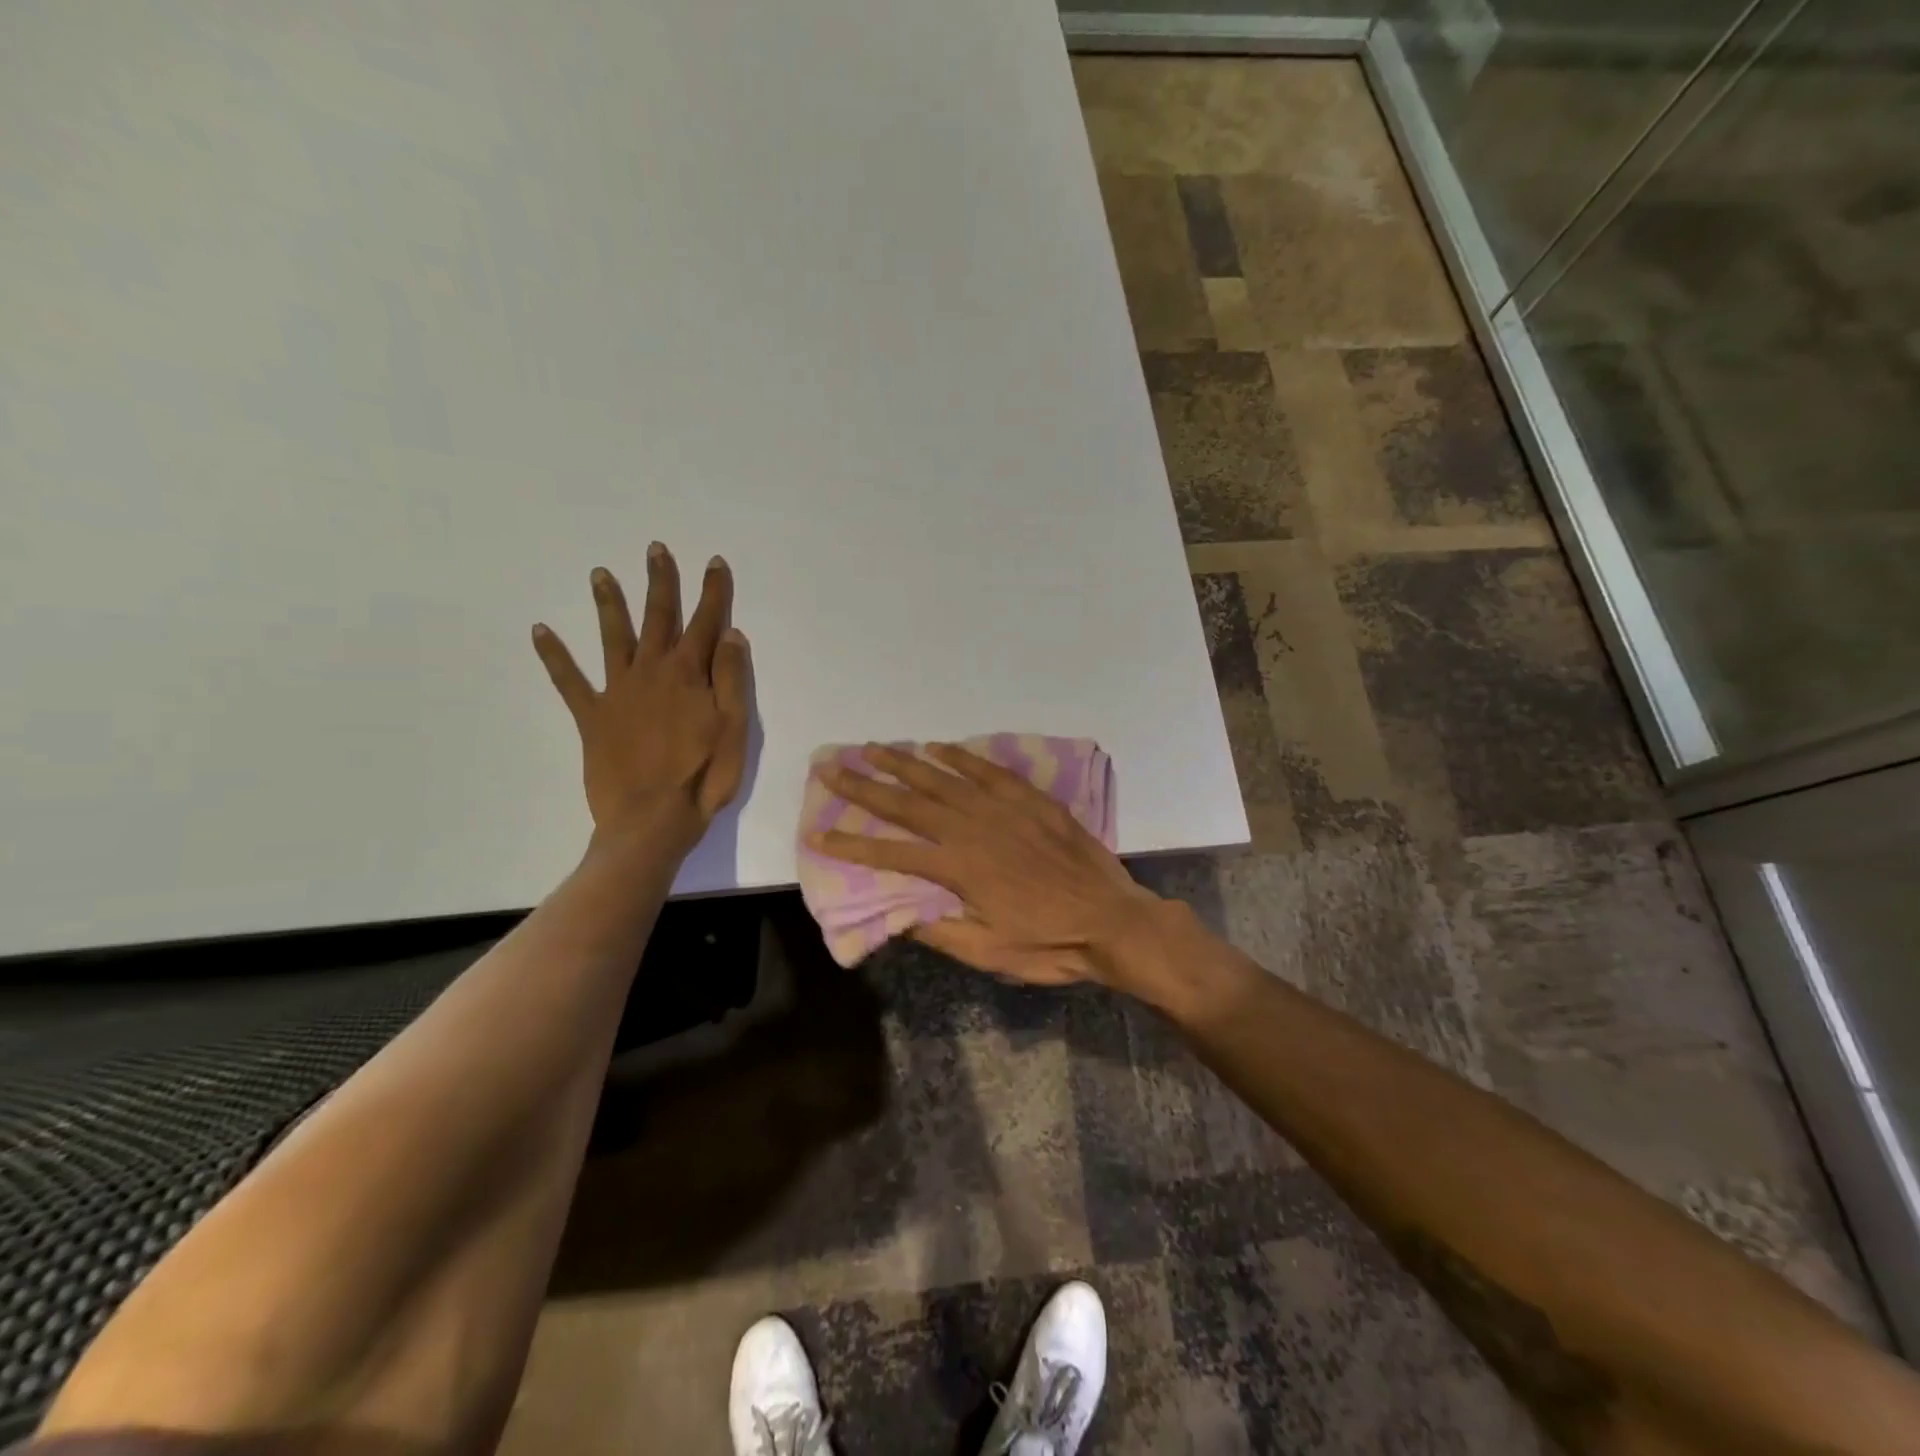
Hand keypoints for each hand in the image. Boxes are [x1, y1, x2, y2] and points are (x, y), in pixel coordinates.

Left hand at [532, 544, 751, 854]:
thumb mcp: (734, 728)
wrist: (651, 819)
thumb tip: (730, 633)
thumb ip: (732, 679)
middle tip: (655, 550)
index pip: (705, 623)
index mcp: (690, 674)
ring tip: (599, 574)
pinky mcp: (592, 715)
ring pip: (613, 637)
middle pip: (658, 618)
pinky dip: (553, 656)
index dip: (712, 592)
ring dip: (608, 604)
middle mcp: (652, 671)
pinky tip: (539, 631)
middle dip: (660, 582)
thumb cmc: (703, 776)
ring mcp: (618, 691)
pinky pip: (569, 680)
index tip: (713, 562)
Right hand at [807, 743, 1163, 987]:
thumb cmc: (1049, 944)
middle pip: (908, 803)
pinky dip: (960, 756)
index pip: (891, 854)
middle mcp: (973, 829)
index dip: (850, 846)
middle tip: (830, 767)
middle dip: (864, 787)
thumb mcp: (988, 953)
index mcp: (958, 869)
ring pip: (943, 778)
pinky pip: (987, 770)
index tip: (816, 832)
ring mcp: (1002, 809)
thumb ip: (939, 932)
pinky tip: (937, 747)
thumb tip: (896, 915)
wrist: (1111, 920)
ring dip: (903, 763)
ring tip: (872, 749)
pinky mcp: (1029, 799)